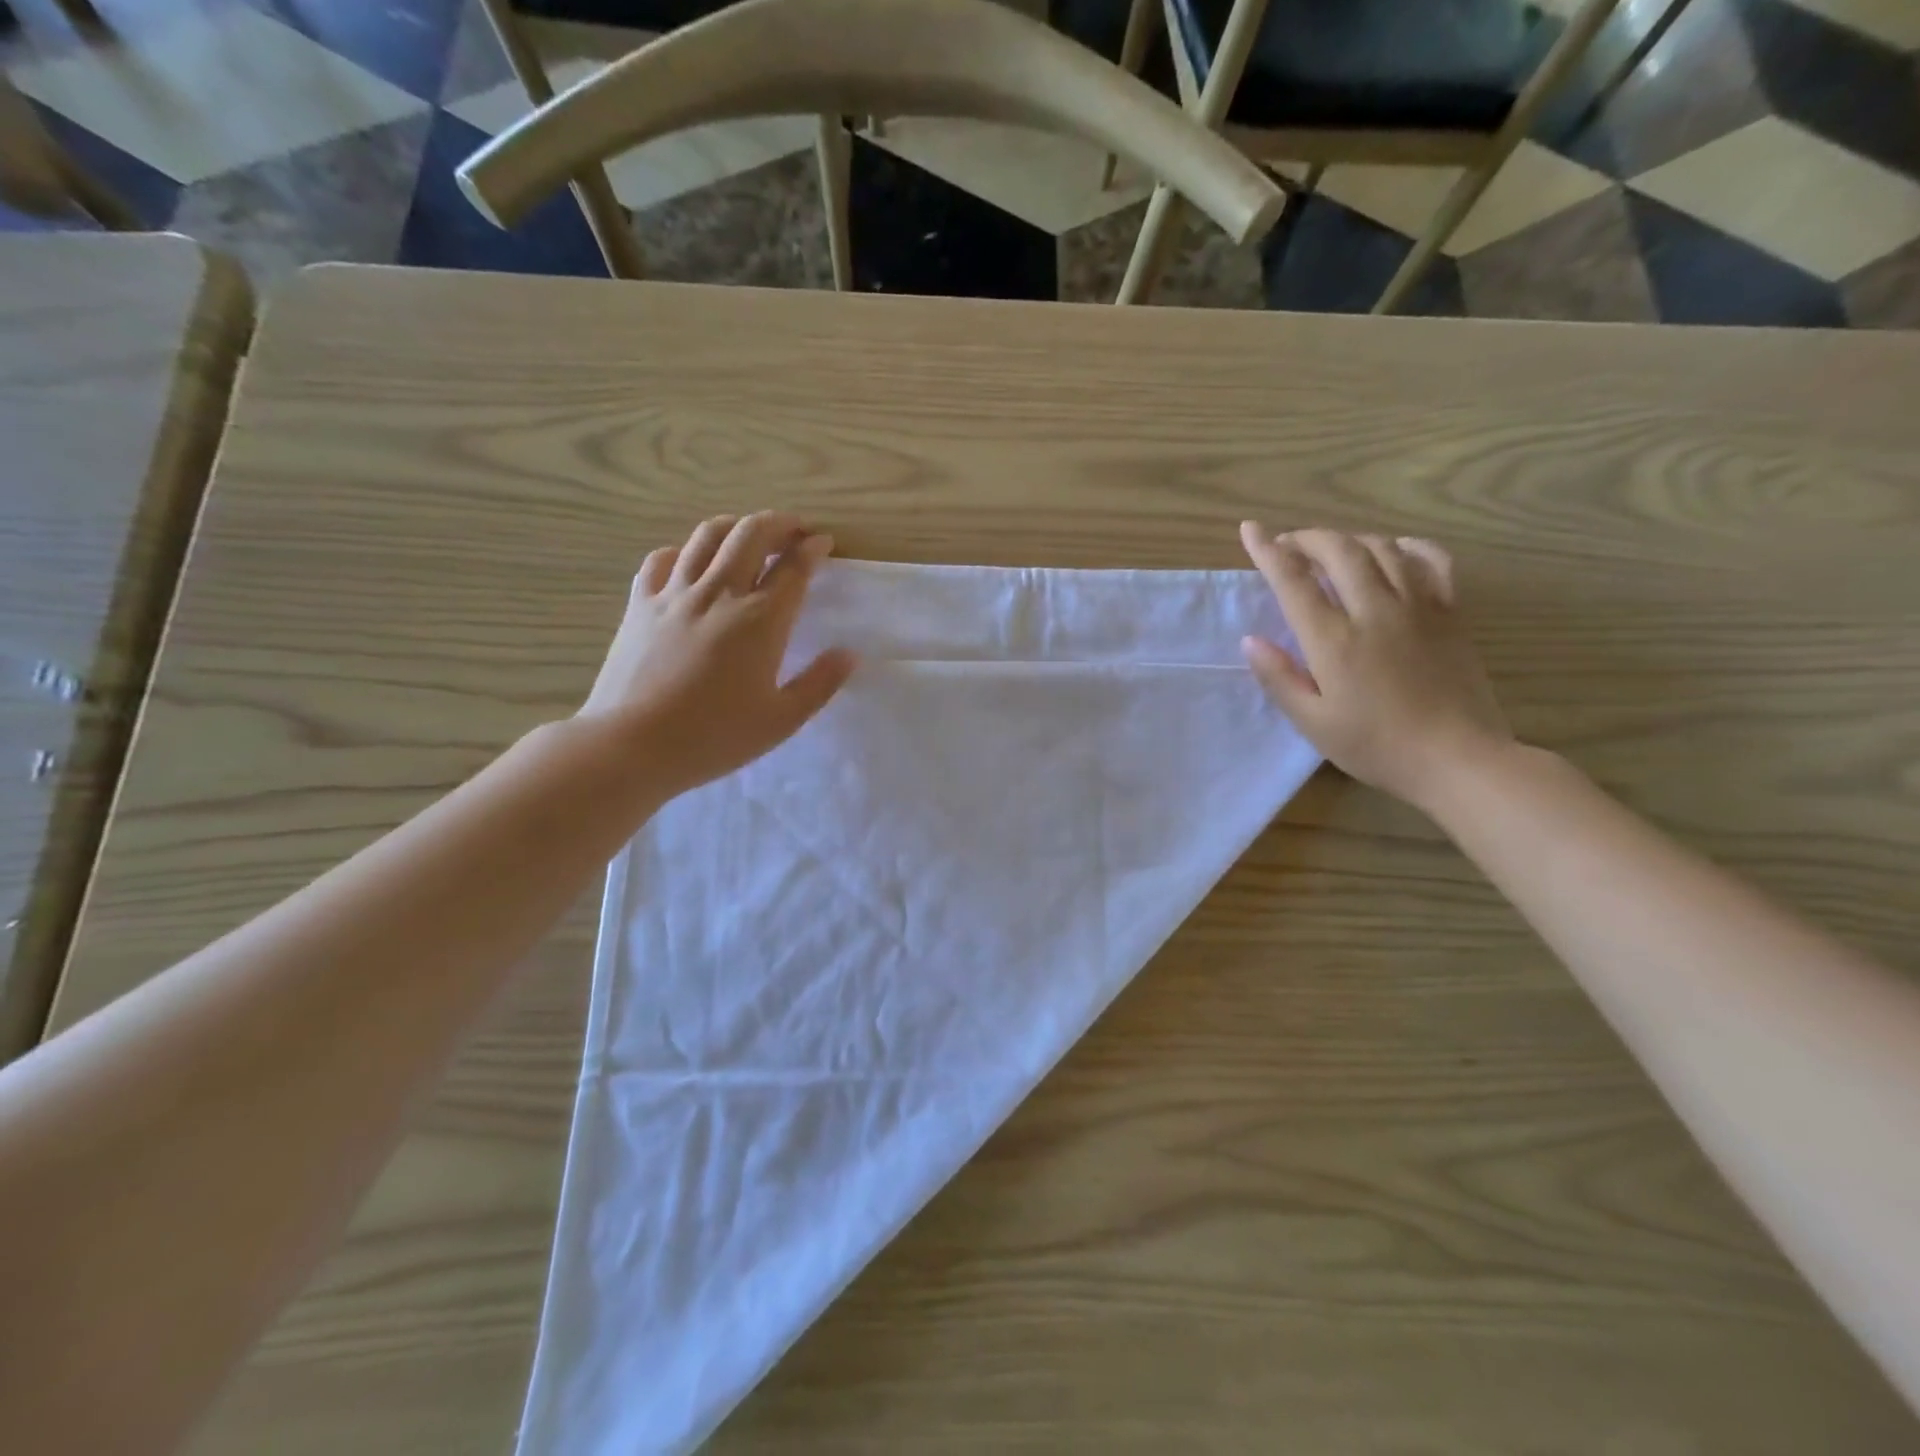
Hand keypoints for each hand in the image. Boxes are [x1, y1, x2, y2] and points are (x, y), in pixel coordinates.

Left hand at [578, 512, 855, 799]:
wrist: (631, 745)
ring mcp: (675, 593)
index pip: (793, 568)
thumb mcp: (781, 720)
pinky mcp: (640, 603)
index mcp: (760, 620)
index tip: (824, 542)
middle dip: (779, 523)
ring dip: (736, 526)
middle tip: (794, 530)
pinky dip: (685, 550)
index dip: (813, 549)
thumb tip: (849, 653)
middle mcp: (719, 593)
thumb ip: (820, 684)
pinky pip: (663, 558)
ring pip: (708, 536)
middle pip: (752, 534)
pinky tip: (691, 561)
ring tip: (749, 535)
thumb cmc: (714, 737)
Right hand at [1239, 523, 1512, 812]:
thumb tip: (1251, 640)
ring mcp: (1419, 607)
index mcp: (1334, 641)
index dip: (1268, 550)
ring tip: (1331, 549)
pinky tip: (1394, 551)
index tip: (1250, 529)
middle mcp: (1374, 611)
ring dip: (1349, 540)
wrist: (1458, 759)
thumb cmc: (1376, 747)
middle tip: (1289, 544)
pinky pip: (1431, 560)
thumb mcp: (1313, 724)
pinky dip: (1407, 547)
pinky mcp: (1450, 612)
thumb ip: (1279, 678)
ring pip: (1381, 549)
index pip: (1293, 581)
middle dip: (1308, 538)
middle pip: (1339, 551)